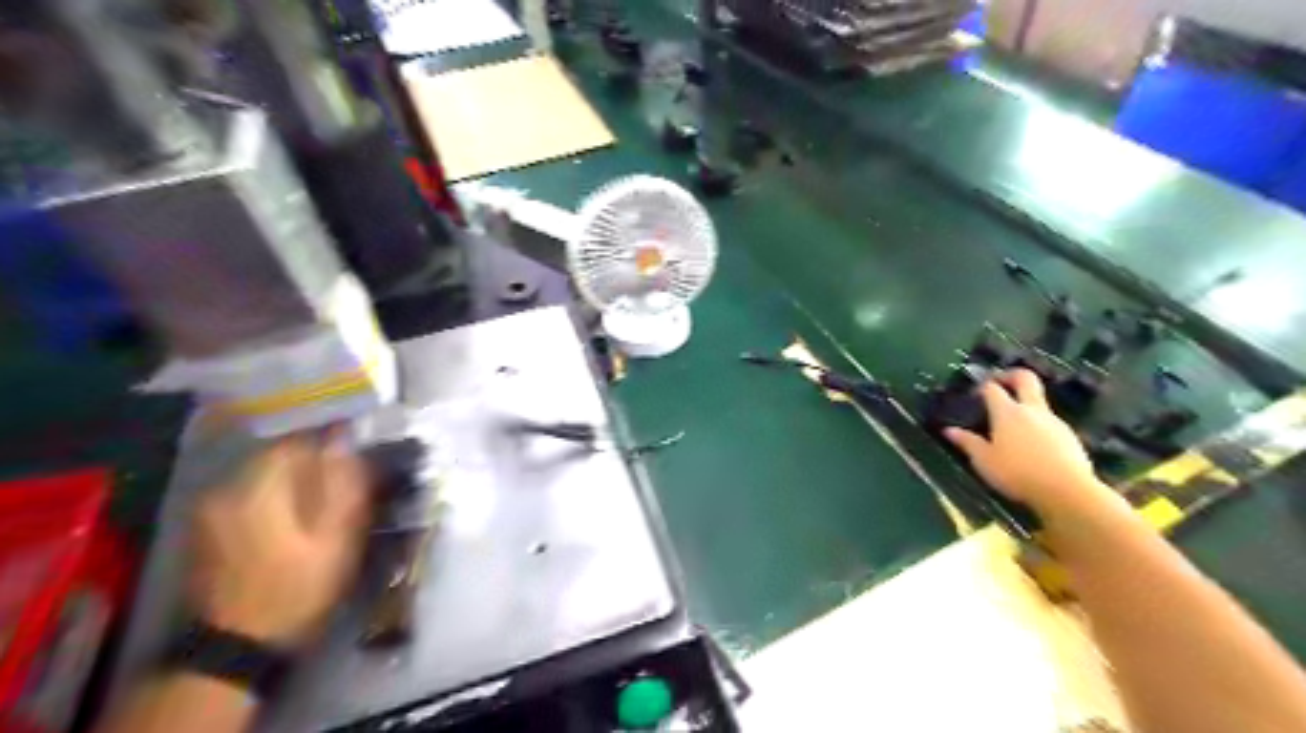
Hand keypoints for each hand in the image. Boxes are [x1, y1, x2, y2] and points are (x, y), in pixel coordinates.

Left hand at [185, 432, 365, 650]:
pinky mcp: (204, 530)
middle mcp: (226, 489)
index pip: (296, 442)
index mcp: (258, 487)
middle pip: (276, 458)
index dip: (328, 446)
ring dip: (290, 483)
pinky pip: (245, 497)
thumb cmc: (297, 589)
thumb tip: (344, 441)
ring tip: (317, 505)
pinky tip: (288, 523)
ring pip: (260, 478)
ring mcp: (209, 511)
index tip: (352, 461)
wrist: (235, 648)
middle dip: (310, 465)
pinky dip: (271, 500)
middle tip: (340, 485)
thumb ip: (342, 486)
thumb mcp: (336, 538)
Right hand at [945, 372, 1116, 521]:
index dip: (982, 385)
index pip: (993, 388)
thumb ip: (967, 443)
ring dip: (1025, 405)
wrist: (1068, 491)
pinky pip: (1050, 422)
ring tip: (1012, 423)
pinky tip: (1032, 444)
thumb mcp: (984, 461)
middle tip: (1000, 382)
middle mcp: (1031, 410)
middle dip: (1011, 375)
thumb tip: (949, 430)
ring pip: (1038, 402)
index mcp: (1007, 412)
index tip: (974, 392)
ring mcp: (1054, 421)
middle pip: (1025, 379)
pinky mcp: (1069, 436)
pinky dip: (1038, 425)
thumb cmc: (1017, 473)